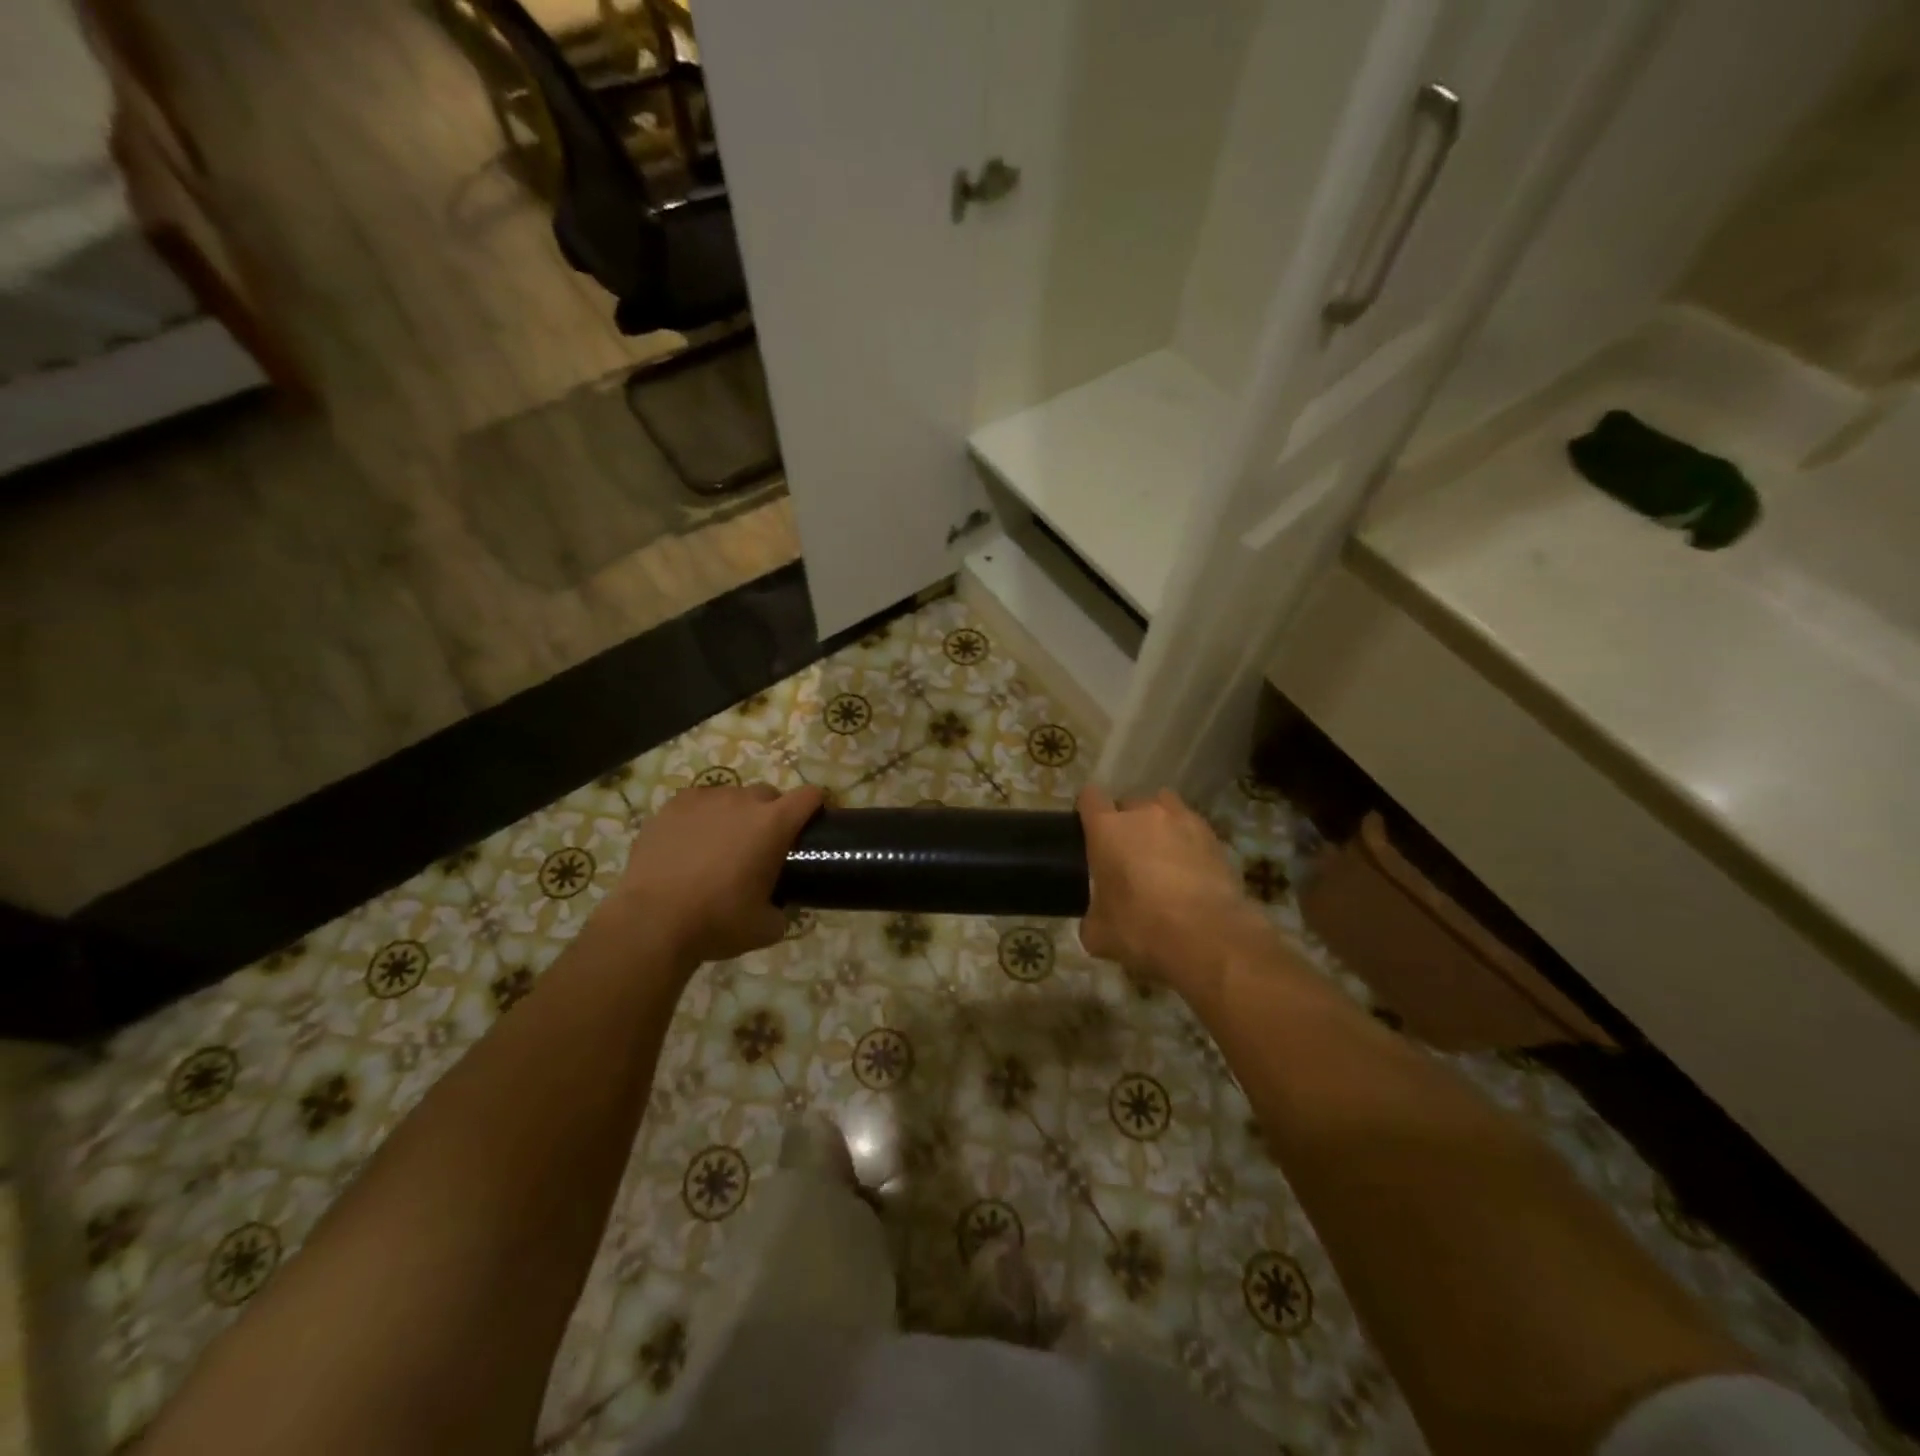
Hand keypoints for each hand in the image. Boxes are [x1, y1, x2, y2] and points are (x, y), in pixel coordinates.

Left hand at [613, 783, 823, 965]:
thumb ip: (783, 912)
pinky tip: (690, 842)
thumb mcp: (766, 928)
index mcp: (773, 824)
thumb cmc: (717, 922)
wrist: (652, 922)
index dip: (815, 806)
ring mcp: (705, 799)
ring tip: (720, 845)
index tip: (811, 824)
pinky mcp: (673, 805)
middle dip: (771, 814)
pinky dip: (702, 816)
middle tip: (761, 846)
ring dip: (735, 814)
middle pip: (769, 794)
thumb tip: (782, 908)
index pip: (809, 796)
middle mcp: (743, 801)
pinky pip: (698, 802)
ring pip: (732, 796)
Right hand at [1076, 786, 1269, 989]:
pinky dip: (1188, 842)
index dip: (1087, 811)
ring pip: (1165, 807)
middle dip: (1126, 823)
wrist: (1208, 936)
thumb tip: (1096, 919)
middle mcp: (1143, 813)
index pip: (1089, 797)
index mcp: (1106, 828)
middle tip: (1127, 854)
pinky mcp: (1213, 836)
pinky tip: (1191, 869)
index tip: (1088, 830)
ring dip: (1159, 824)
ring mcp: (1182, 820)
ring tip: (1162, 853)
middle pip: (1129, 803)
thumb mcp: (1098, 934)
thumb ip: (1092, 916)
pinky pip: (1192, 829)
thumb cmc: (1141, 928)